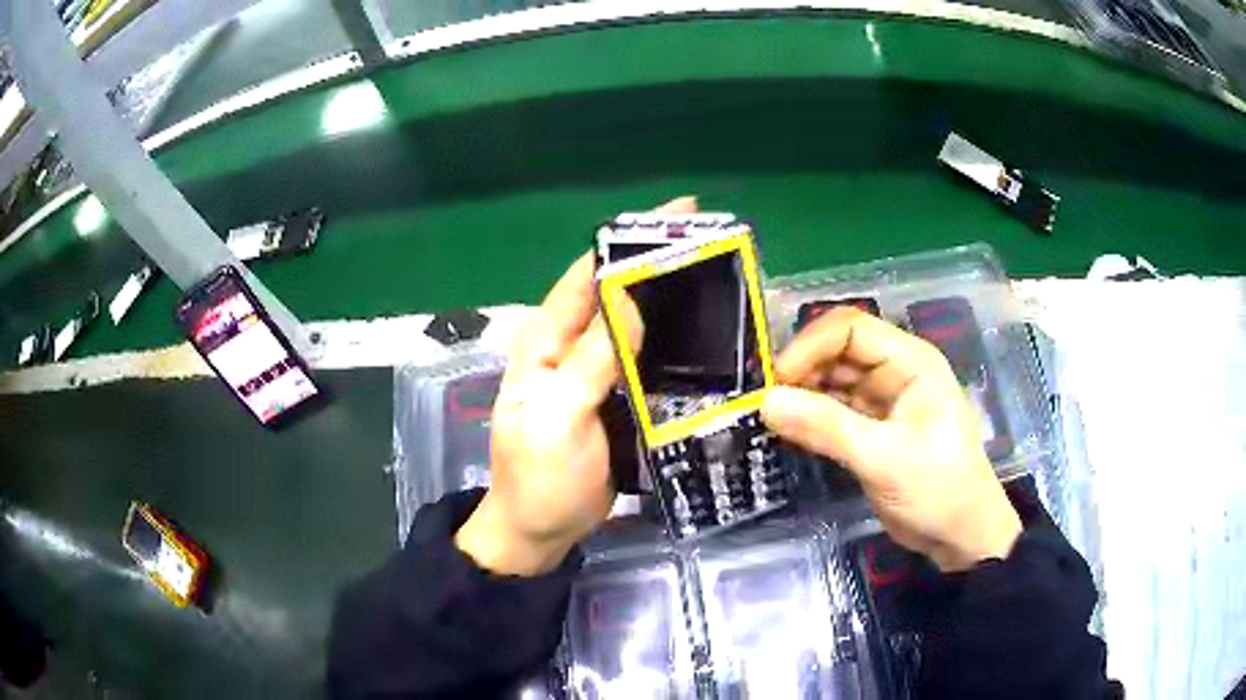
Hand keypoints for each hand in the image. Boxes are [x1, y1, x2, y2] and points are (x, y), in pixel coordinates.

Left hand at [454, 197, 695, 575]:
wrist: (541, 531)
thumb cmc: (538, 477)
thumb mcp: (557, 419)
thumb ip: (589, 361)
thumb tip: (628, 299)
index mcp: (546, 341)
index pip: (586, 276)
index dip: (627, 243)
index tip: (679, 216)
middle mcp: (572, 346)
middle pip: (616, 294)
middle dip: (659, 266)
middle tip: (715, 246)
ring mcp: (597, 373)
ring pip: (637, 325)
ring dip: (671, 303)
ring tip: (722, 282)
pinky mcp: (619, 397)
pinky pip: (649, 360)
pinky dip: (675, 344)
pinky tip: (709, 338)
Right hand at [761, 307, 1021, 571]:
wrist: (961, 536)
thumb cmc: (937, 489)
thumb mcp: (883, 458)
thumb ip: (827, 428)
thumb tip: (766, 402)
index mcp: (910, 362)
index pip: (851, 329)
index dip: (811, 345)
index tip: (777, 379)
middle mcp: (895, 372)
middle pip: (838, 351)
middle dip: (803, 370)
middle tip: (768, 402)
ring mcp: (883, 401)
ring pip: (833, 381)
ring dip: (803, 394)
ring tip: (772, 417)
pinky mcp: (872, 430)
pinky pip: (834, 411)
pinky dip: (811, 418)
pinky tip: (790, 431)